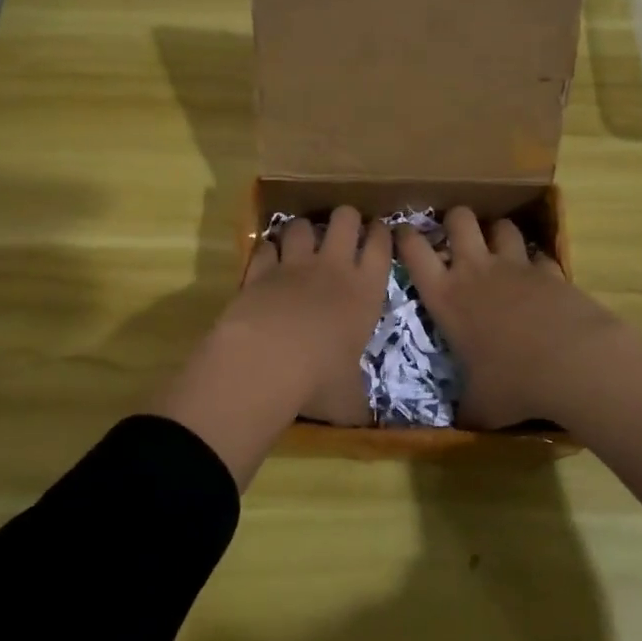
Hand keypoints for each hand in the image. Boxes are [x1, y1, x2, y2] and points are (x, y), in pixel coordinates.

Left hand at [152, 207, 389, 486]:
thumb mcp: (349, 399)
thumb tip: (366, 422)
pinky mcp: (259, 271)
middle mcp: (333, 268)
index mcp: (365, 292)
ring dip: (304, 230)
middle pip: (345, 220)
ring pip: (302, 225)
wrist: (266, 363)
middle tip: (344, 229)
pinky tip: (269, 260)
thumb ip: (358, 401)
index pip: (382, 247)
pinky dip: (268, 250)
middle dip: (346, 218)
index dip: (382, 233)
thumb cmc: (319, 381)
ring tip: (302, 240)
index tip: (380, 231)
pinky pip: (266, 247)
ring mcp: (293, 265)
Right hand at [396, 208, 641, 516]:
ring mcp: (516, 266)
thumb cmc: (513, 383)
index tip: (403, 235)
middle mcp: (476, 270)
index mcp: (446, 296)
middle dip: (455, 220)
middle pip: (459, 219)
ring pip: (501, 226)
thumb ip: (466, 407)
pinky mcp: (551, 270)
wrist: (575, 364)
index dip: (405, 237)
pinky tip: (539, 278)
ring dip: (497, 233)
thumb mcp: (481, 405)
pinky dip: (536, 262)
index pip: (414, 251)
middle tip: (457, 236)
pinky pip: (539, 254)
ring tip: (498, 249)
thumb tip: (460, 423)